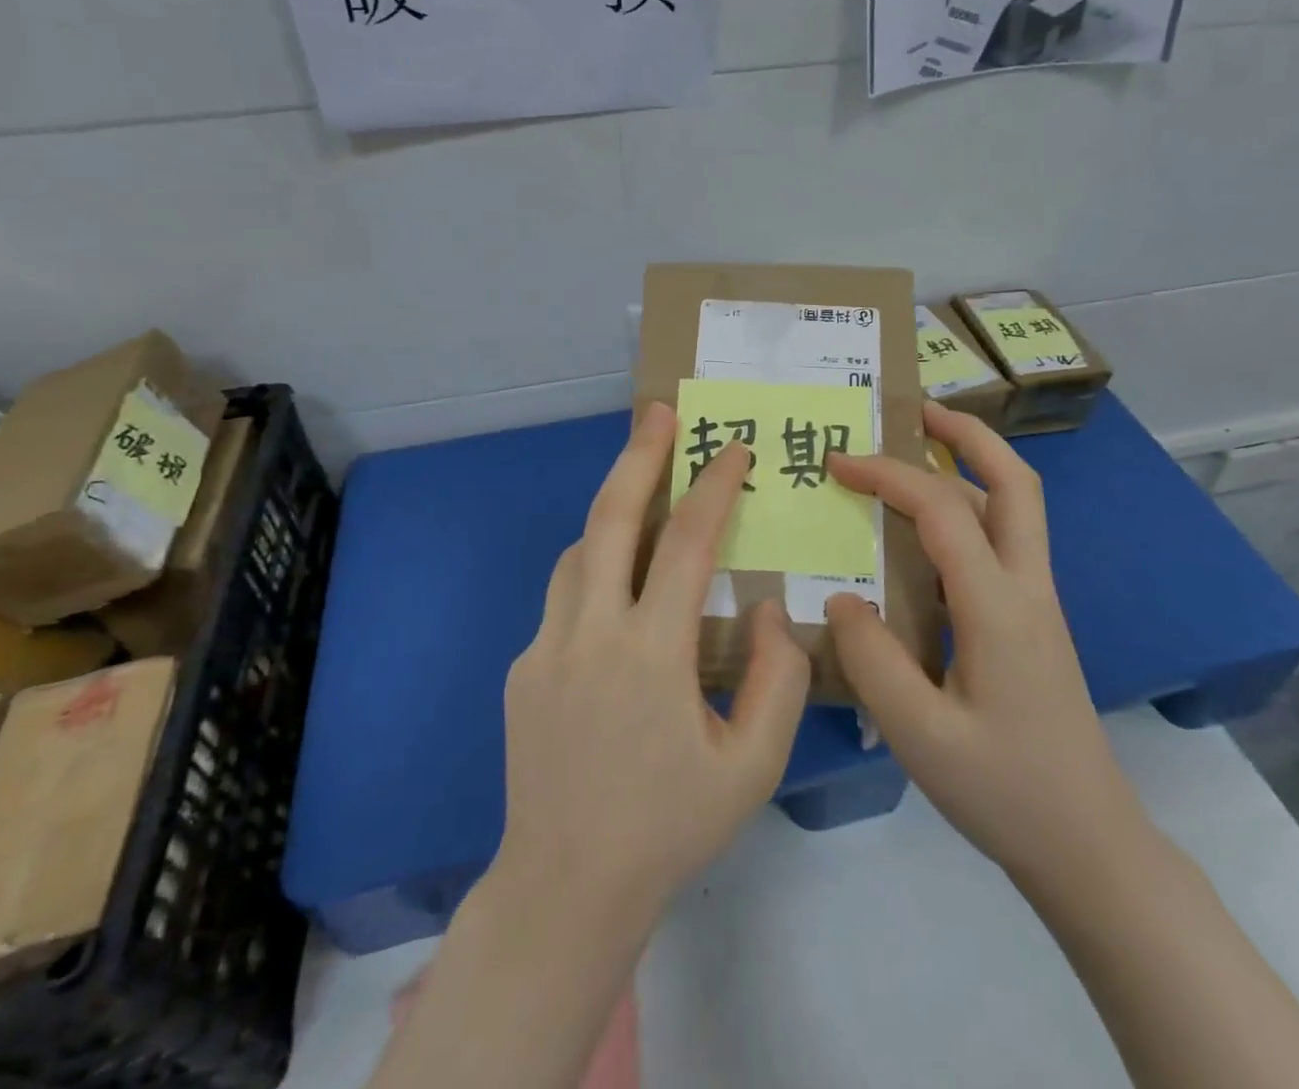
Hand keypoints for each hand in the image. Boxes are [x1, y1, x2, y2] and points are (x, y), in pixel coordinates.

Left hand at [497, 401, 809, 920]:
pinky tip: (619, 599)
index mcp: (650, 653)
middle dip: (638, 456)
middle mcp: (589, 633)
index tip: (734, 449)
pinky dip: (594, 573)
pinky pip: (563, 597)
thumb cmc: (670, 826)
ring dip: (613, 512)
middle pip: (609, 518)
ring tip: (644, 495)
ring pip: (578, 552)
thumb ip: (776, 679)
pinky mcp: (522, 668)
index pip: (686, 544)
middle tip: (659, 411)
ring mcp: (545, 647)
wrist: (566, 887)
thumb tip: (765, 608)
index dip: (714, 488)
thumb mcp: (752, 765)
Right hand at [825, 401, 1143, 898]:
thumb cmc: (1004, 791)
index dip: (888, 475)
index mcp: (998, 607)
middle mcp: (1028, 588)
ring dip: (972, 466)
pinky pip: (1004, 542)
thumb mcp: (920, 735)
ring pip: (1016, 508)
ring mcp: (1038, 603)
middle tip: (916, 412)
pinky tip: (929, 532)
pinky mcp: (1033, 622)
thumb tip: (840, 600)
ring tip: (918, 452)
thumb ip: (872, 660)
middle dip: (967, 435)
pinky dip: (970, 509)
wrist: (1088, 845)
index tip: (837, 464)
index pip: (943, 510)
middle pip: (1015, 483)